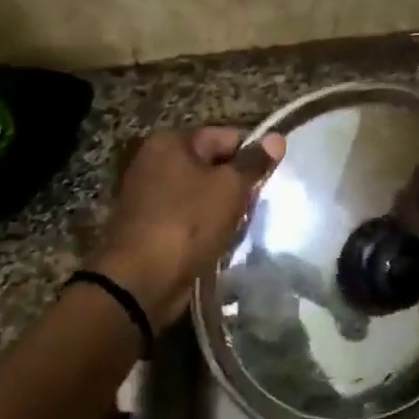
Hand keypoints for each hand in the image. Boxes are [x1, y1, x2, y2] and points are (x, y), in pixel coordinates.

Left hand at [77, 126, 285, 327]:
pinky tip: (220, 241)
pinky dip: (206, 227)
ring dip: (224, 209)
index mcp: (171, 142)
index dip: (252, 156)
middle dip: (237, 186)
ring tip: (239, 227)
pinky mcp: (150, 225)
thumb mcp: (230, 187)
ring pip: (203, 194)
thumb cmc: (189, 223)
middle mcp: (155, 161)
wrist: (141, 281)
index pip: (226, 137)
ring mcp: (149, 195)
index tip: (269, 180)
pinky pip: (190, 217)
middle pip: (214, 165)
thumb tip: (277, 138)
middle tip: (254, 208)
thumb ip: (254, 163)